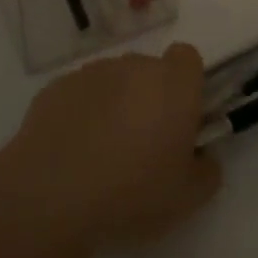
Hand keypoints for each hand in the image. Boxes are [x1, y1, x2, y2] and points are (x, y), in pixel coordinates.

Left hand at [4, 42, 221, 249]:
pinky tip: (71, 153)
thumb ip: (206, 171)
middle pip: (149, 71)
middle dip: (149, 98)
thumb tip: (202, 157)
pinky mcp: (56, 88)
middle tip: (142, 145)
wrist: (51, 195)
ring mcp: (92, 73)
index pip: (188, 59)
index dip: (186, 85)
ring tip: (101, 155)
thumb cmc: (132, 192)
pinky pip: (80, 95)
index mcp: (174, 84)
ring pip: (113, 82)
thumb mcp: (187, 198)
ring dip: (114, 106)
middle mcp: (135, 66)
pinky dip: (81, 115)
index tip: (180, 120)